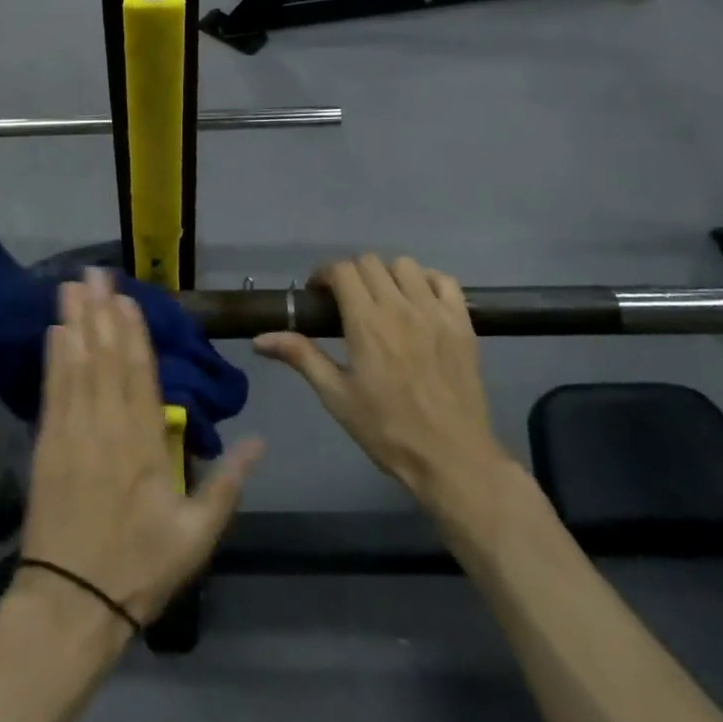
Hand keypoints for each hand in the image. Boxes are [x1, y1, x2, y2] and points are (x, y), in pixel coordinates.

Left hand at [18, 269, 262, 626]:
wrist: (70, 604)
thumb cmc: (138, 568)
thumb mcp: (196, 536)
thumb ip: (227, 486)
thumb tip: (259, 441)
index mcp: (144, 445)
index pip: (139, 374)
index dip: (132, 332)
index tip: (126, 297)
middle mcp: (107, 427)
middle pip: (104, 357)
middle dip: (100, 311)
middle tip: (93, 272)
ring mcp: (72, 433)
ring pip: (76, 365)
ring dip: (74, 322)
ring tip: (70, 285)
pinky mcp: (47, 445)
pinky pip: (52, 391)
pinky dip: (53, 358)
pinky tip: (54, 331)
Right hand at [253, 254, 518, 550]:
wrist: (453, 460)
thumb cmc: (388, 431)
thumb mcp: (337, 396)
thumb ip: (301, 357)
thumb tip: (260, 339)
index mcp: (366, 322)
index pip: (341, 270)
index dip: (324, 275)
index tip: (318, 295)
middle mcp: (400, 307)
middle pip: (369, 262)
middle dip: (351, 274)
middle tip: (347, 301)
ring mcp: (435, 312)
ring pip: (405, 265)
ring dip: (387, 275)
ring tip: (383, 300)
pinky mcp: (463, 323)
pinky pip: (445, 281)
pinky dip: (427, 281)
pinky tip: (419, 302)